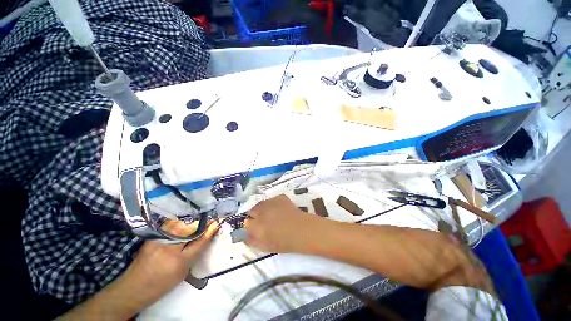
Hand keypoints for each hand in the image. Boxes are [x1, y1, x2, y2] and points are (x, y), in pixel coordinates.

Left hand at [123, 221, 219, 299]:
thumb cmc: (161, 284)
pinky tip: (182, 225)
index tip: (216, 223)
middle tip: (208, 222)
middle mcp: (168, 248)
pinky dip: (178, 224)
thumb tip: (205, 237)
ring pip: (179, 225)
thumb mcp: (182, 272)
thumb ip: (194, 253)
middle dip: (200, 224)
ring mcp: (158, 241)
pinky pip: (169, 227)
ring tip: (196, 223)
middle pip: (189, 229)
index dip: (208, 231)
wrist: (133, 288)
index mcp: (178, 261)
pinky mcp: (151, 238)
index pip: (199, 241)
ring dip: (189, 223)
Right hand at [244, 194, 320, 252]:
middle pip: (252, 210)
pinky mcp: (279, 197)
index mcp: (256, 225)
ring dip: (264, 209)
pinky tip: (281, 210)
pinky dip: (274, 204)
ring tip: (273, 214)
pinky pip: (272, 200)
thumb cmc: (284, 242)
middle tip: (264, 221)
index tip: (255, 227)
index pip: (246, 222)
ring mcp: (270, 202)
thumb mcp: (265, 246)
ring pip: (262, 204)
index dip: (250, 225)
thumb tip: (244, 235)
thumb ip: (252, 240)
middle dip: (255, 215)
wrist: (302, 230)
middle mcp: (261, 211)